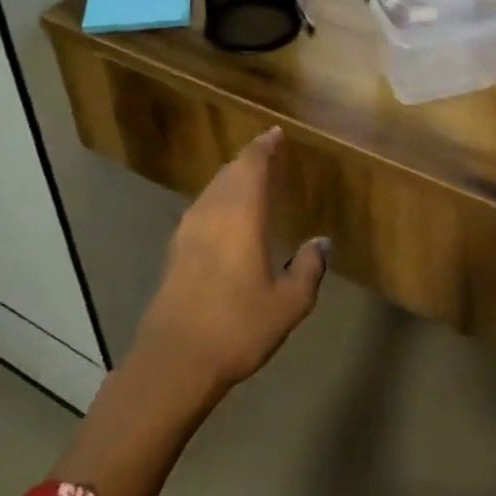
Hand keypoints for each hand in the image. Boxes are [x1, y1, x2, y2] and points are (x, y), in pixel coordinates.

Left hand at [132, 126, 327, 403]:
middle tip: (268, 154)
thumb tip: (321, 242)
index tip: (275, 134)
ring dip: (232, 178)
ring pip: (212, 189)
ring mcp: (188, 231)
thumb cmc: (237, 327)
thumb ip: (308, 268)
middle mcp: (211, 213)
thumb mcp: (288, 304)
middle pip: (230, 173)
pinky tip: (227, 217)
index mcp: (240, 216)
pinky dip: (219, 200)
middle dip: (249, 160)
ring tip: (251, 180)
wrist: (174, 361)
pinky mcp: (175, 251)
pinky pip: (202, 209)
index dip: (264, 147)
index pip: (252, 166)